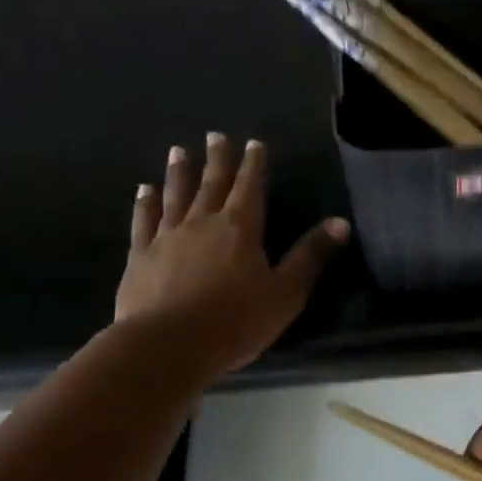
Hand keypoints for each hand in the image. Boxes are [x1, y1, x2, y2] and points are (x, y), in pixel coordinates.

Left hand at [115, 133, 348, 375]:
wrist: (168, 345)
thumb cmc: (235, 321)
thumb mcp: (286, 292)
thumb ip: (310, 256)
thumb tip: (341, 222)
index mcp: (241, 228)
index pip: (250, 187)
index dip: (254, 164)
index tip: (253, 143)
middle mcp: (203, 222)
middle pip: (212, 183)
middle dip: (217, 159)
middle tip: (215, 135)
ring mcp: (167, 237)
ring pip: (176, 195)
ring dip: (179, 172)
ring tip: (178, 151)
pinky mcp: (140, 256)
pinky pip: (144, 221)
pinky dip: (145, 203)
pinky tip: (144, 190)